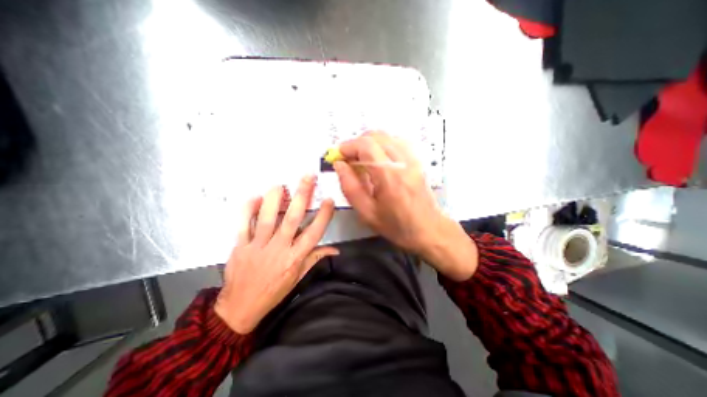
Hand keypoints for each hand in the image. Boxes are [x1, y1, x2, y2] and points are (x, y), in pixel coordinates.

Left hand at [216, 176, 336, 332]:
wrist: (240, 308)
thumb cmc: (274, 292)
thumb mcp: (298, 278)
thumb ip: (315, 259)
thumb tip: (335, 250)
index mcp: (295, 258)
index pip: (313, 234)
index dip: (323, 216)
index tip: (329, 200)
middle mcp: (279, 249)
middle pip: (292, 219)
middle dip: (301, 196)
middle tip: (308, 177)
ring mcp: (258, 246)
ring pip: (267, 218)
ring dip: (274, 199)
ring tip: (280, 184)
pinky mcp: (240, 246)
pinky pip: (242, 225)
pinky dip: (247, 210)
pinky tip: (254, 198)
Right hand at [335, 133, 477, 279]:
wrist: (429, 229)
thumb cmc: (396, 225)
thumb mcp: (367, 212)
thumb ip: (350, 186)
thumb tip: (339, 165)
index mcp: (389, 175)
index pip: (366, 145)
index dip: (348, 146)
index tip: (338, 156)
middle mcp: (402, 161)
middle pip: (376, 136)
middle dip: (357, 143)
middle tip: (348, 159)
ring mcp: (413, 159)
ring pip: (387, 137)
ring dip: (369, 143)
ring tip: (361, 159)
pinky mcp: (417, 161)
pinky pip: (397, 142)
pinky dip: (382, 145)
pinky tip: (378, 159)